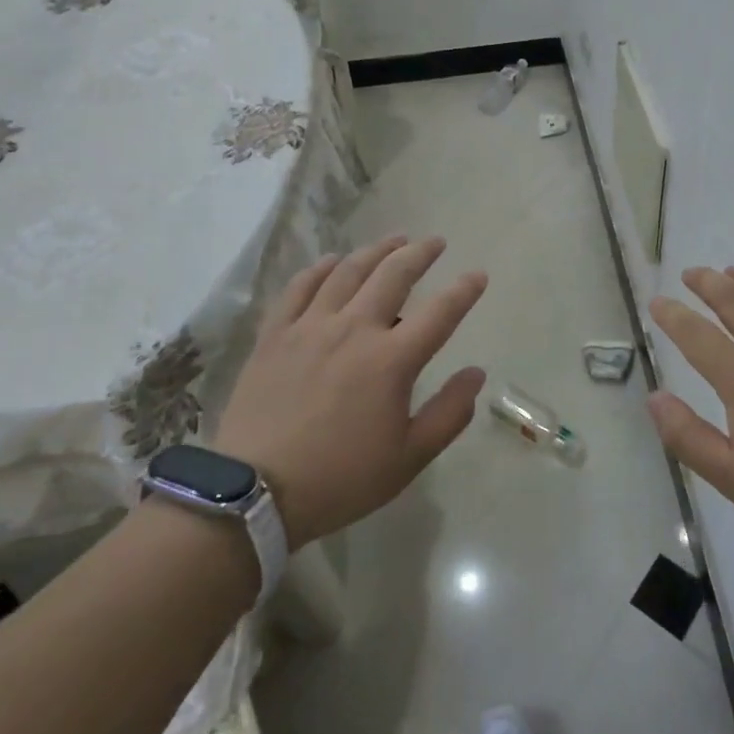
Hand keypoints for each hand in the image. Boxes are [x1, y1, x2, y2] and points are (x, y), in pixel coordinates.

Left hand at [215, 235, 487, 550]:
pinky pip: (300, 287)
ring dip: (376, 251)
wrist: (254, 493)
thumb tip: (476, 373)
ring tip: (393, 240)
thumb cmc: (341, 478)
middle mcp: (354, 329)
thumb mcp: (409, 458)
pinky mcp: (275, 334)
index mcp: (392, 360)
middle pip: (393, 275)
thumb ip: (449, 413)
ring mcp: (310, 327)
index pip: (440, 312)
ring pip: (348, 272)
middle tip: (435, 242)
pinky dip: (320, 268)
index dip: (464, 290)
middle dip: (420, 253)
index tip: (479, 274)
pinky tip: (332, 261)